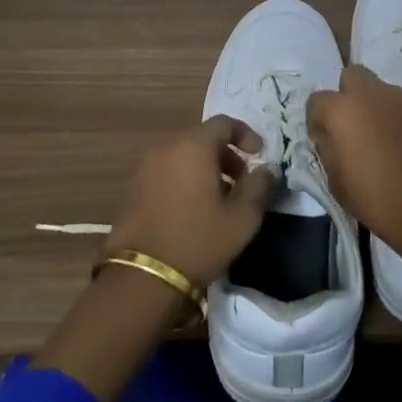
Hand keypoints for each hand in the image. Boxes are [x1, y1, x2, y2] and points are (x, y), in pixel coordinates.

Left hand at [103, 116, 278, 287]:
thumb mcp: (242, 218)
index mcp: (193, 148)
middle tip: (242, 183)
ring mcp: (145, 170)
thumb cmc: (198, 241)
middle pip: (202, 140)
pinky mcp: (133, 190)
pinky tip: (194, 212)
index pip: (223, 123)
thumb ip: (259, 187)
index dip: (246, 134)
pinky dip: (185, 181)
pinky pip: (167, 173)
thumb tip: (267, 170)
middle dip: (227, 156)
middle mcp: (166, 149)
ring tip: (220, 201)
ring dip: (205, 170)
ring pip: (183, 157)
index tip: (260, 156)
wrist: (141, 277)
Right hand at [307, 65, 401, 274]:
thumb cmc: (377, 202)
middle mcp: (375, 95)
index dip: (319, 120)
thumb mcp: (336, 182)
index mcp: (344, 110)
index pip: (318, 100)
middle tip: (356, 128)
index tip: (326, 140)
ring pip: (386, 92)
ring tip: (388, 143)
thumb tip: (330, 135)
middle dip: (349, 96)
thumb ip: (328, 149)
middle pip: (354, 76)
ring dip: (380, 110)